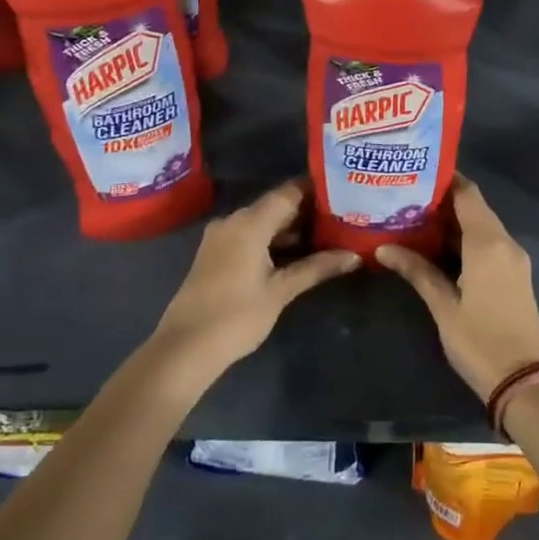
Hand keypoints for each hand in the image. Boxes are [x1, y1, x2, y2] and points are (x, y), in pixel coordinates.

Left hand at [152, 180, 359, 391]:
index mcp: (249, 222)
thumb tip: (354, 256)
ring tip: (329, 236)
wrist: (184, 349)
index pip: (289, 192)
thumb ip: (317, 268)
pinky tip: (298, 254)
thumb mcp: (281, 291)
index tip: (345, 194)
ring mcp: (222, 237)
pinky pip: (251, 235)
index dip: (318, 191)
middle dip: (309, 212)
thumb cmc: (236, 316)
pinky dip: (274, 241)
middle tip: (344, 217)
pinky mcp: (216, 254)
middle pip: (277, 205)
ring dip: (292, 229)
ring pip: (264, 222)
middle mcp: (234, 220)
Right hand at [378, 176, 538, 400]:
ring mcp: (514, 259)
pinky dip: (467, 238)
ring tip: (415, 218)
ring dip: (454, 221)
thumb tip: (383, 247)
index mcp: (488, 243)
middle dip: (443, 200)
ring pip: (482, 226)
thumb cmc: (480, 341)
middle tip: (406, 197)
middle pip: (475, 207)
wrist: (525, 382)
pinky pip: (490, 244)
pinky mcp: (515, 275)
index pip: (467, 194)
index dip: (444, 179)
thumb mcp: (443, 306)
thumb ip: (417, 271)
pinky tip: (439, 247)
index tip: (415, 172)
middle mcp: (505, 242)